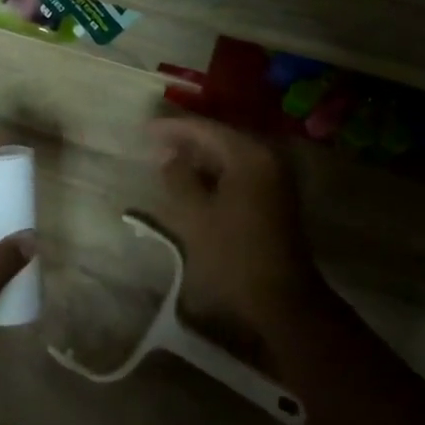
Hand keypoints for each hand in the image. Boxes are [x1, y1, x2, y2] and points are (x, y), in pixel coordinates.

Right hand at [144, 117, 331, 335]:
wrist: (281, 297)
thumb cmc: (233, 254)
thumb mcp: (195, 214)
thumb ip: (177, 178)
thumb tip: (166, 155)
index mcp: (249, 156)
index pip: (207, 129)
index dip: (173, 127)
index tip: (144, 129)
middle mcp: (267, 158)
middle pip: (221, 138)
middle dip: (187, 140)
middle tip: (154, 142)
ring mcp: (275, 177)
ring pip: (230, 155)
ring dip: (200, 156)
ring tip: (167, 160)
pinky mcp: (275, 196)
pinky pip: (239, 171)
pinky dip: (215, 172)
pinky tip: (193, 180)